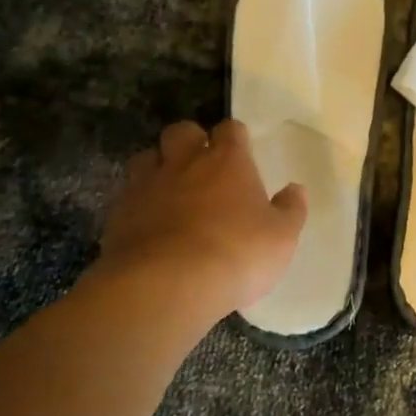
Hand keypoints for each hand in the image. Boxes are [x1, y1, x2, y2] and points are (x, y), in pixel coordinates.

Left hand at [97, 119, 307, 320]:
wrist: (166, 285)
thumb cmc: (235, 254)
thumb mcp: (281, 238)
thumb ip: (290, 210)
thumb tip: (295, 189)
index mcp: (228, 161)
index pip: (231, 129)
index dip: (235, 138)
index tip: (241, 152)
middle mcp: (185, 162)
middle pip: (182, 131)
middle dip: (190, 141)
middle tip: (200, 164)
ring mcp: (147, 185)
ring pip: (146, 158)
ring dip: (158, 167)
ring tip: (168, 190)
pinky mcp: (119, 213)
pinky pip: (127, 195)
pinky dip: (137, 203)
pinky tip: (147, 224)